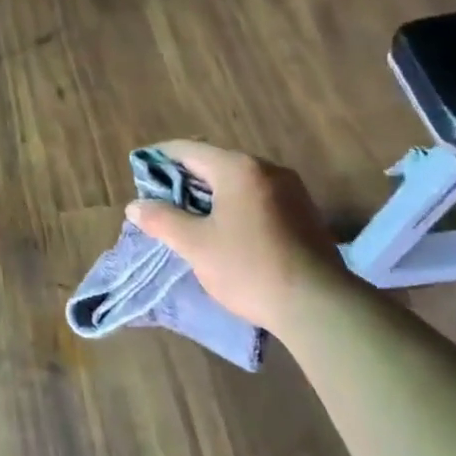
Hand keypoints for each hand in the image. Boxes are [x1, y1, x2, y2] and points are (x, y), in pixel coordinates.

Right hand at [125, 141, 343, 327]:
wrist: (319, 305)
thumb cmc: (249, 268)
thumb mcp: (196, 245)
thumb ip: (162, 220)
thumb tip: (135, 206)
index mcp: (238, 168)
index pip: (188, 150)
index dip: (159, 158)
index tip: (140, 169)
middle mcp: (266, 169)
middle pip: (215, 162)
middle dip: (185, 177)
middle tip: (161, 197)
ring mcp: (290, 189)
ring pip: (239, 180)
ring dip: (212, 192)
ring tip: (190, 214)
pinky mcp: (304, 212)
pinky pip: (259, 196)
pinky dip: (235, 203)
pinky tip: (226, 227)